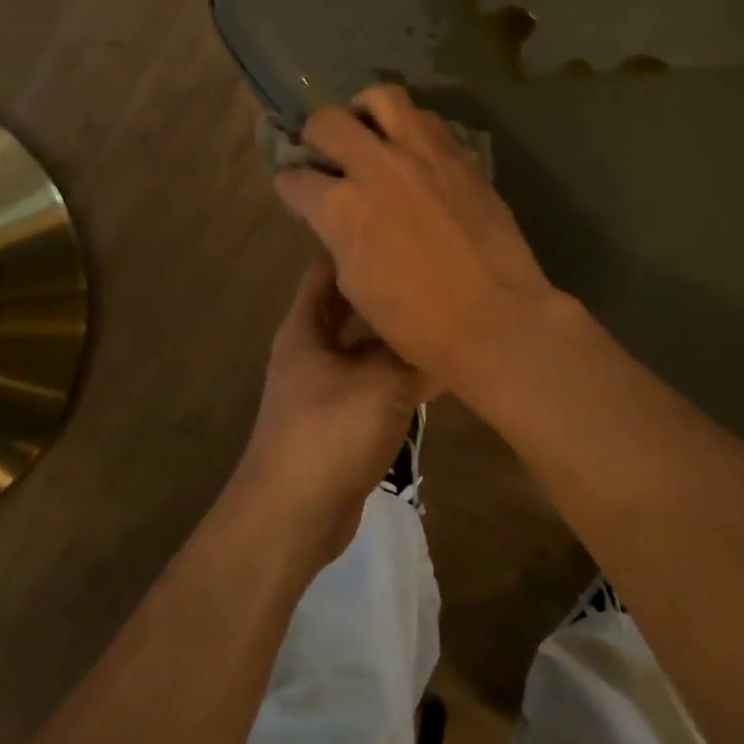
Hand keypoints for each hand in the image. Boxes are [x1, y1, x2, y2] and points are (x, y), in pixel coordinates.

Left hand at [239, 256, 435, 565]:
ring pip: (367, 344)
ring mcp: (326, 384)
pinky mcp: (342, 416)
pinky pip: (375, 379)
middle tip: (435, 268)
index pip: (328, 266)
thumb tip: (450, 326)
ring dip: (398, 332)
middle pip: (353, 305)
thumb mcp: (382, 383)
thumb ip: (416, 352)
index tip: (398, 224)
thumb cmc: (329, 433)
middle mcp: (313, 348)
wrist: (293, 519)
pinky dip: (400, 370)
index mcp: (307, 326)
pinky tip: (435, 365)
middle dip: (388, 288)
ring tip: (444, 309)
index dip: (357, 242)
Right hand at [272, 84, 562, 391]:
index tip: (296, 188)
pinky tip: (412, 152)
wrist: (496, 317)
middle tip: (325, 151)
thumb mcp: (356, 284)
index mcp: (343, 208)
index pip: (295, 178)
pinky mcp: (461, 155)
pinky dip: (409, 127)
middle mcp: (378, 167)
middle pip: (328, 121)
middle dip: (315, 134)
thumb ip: (339, 235)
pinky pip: (427, 119)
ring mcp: (424, 154)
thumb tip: (337, 214)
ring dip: (365, 112)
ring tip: (369, 133)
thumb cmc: (419, 322)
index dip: (290, 184)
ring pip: (382, 97)